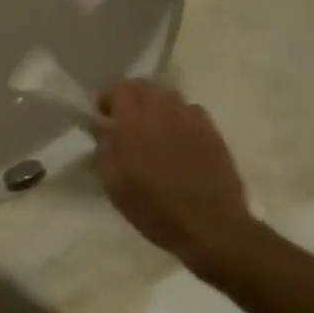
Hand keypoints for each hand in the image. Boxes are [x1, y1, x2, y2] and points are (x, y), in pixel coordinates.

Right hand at [94, 81, 253, 260]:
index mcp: (134, 121)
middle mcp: (163, 110)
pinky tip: (178, 138)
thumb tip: (101, 127)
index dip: (107, 99)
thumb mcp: (114, 184)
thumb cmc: (155, 209)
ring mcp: (191, 118)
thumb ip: (104, 148)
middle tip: (124, 121)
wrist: (211, 226)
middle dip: (130, 98)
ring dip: (154, 105)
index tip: (103, 118)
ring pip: (168, 96)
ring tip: (152, 129)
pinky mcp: (212, 131)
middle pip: (143, 86)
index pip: (118, 89)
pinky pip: (190, 110)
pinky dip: (178, 117)